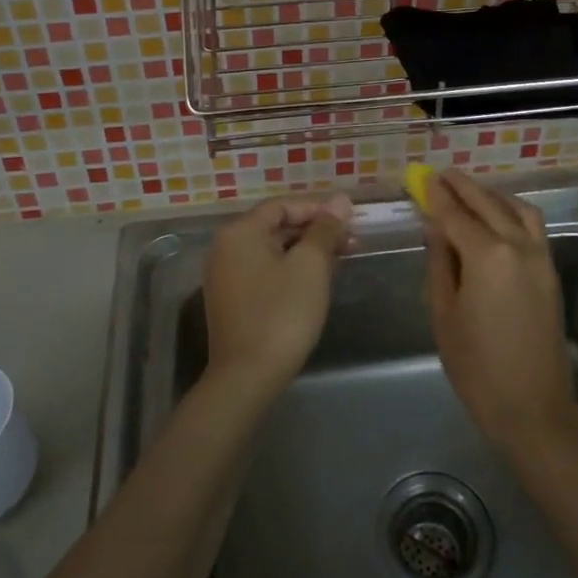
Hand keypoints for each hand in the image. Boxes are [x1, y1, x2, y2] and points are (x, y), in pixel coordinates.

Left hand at [203, 195, 352, 401]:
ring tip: (340, 262)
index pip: (283, 206)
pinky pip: (264, 272)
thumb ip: (325, 229)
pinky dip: (290, 270)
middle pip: (276, 227)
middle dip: (315, 232)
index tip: (349, 223)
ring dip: (306, 252)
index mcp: (240, 232)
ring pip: (272, 251)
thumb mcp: (310, 265)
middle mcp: (226, 248)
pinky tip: (315, 283)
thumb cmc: (282, 313)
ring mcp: (225, 276)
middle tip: (351, 243)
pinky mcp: (232, 301)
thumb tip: (341, 200)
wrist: (247, 376)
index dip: (318, 209)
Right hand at [423, 170, 577, 454]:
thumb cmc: (476, 366)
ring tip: (469, 191)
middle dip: (463, 187)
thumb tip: (436, 228)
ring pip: (516, 209)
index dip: (437, 196)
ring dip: (491, 195)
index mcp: (486, 256)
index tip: (423, 177)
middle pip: (487, 204)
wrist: (532, 406)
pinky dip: (512, 210)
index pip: (455, 215)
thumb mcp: (444, 313)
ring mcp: (540, 257)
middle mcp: (517, 246)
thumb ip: (440, 263)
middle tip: (442, 175)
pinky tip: (497, 215)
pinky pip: (532, 225)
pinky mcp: (550, 271)